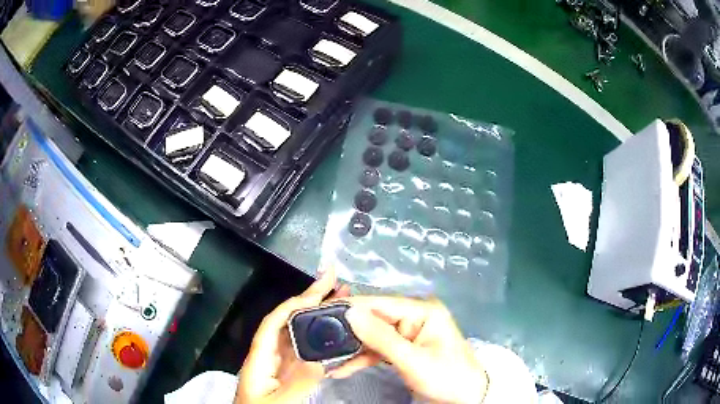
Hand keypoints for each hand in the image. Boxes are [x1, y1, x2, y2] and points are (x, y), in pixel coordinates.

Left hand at [235, 267, 349, 403]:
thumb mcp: (279, 403)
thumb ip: (297, 384)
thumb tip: (320, 362)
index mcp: (259, 358)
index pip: (274, 322)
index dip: (294, 304)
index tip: (318, 290)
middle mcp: (268, 356)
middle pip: (287, 323)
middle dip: (308, 301)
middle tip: (334, 284)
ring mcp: (278, 365)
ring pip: (297, 334)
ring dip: (315, 316)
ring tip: (337, 301)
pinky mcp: (287, 374)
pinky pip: (303, 350)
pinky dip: (317, 337)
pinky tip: (331, 333)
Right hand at [330, 296, 487, 403]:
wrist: (464, 397)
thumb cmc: (446, 376)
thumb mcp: (413, 360)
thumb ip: (381, 338)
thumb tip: (351, 313)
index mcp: (422, 310)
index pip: (380, 303)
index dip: (351, 307)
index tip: (322, 310)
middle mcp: (414, 316)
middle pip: (374, 319)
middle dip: (348, 331)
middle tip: (319, 336)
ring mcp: (408, 333)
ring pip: (372, 336)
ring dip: (352, 348)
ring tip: (326, 356)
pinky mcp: (403, 348)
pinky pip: (378, 349)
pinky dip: (362, 359)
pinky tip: (342, 368)